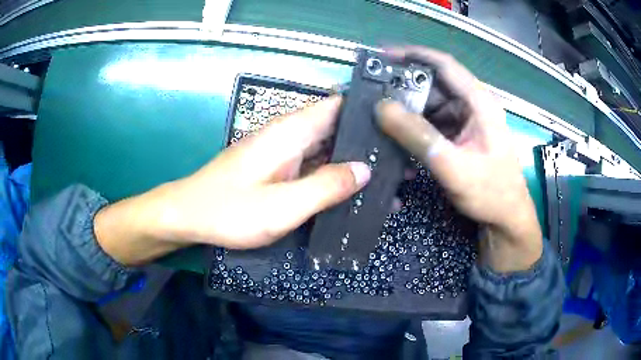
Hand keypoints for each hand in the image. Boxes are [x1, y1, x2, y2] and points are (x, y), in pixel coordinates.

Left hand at [95, 97, 370, 264]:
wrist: (188, 217)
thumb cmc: (230, 210)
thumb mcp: (282, 206)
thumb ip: (326, 186)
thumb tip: (365, 170)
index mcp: (290, 132)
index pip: (337, 105)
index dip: (368, 110)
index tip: (397, 124)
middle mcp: (289, 135)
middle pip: (337, 127)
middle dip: (368, 140)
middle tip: (402, 158)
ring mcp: (283, 153)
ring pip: (327, 148)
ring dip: (354, 160)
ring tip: (389, 175)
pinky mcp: (278, 169)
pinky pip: (314, 165)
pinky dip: (335, 174)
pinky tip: (354, 190)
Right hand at [376, 47, 541, 271]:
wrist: (506, 219)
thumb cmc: (490, 193)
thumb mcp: (453, 166)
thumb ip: (418, 137)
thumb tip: (382, 108)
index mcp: (479, 102)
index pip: (444, 65)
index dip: (414, 55)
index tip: (383, 56)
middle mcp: (473, 105)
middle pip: (435, 85)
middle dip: (405, 89)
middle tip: (375, 96)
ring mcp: (467, 121)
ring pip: (432, 105)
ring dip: (409, 113)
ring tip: (383, 121)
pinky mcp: (461, 136)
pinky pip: (434, 124)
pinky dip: (417, 130)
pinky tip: (402, 142)